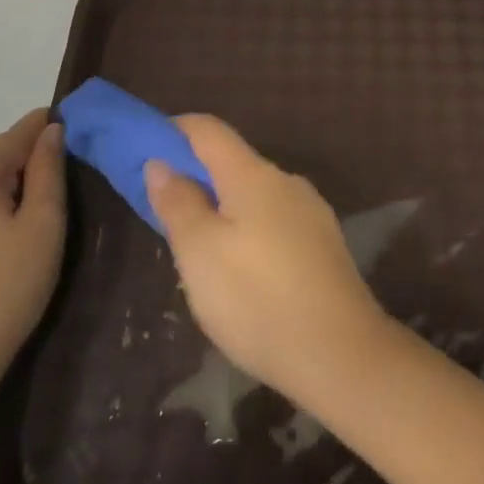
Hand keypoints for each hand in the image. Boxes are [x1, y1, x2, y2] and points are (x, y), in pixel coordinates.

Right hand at [145, 115, 387, 404]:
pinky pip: (274, 220)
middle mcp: (286, 182)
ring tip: (196, 249)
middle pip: (232, 162)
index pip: (208, 129)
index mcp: (254, 175)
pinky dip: (247, 228)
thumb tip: (161, 162)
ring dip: (221, 206)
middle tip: (162, 211)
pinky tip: (240, 269)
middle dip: (195, 176)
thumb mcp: (200, 254)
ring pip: (254, 195)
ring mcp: (311, 211)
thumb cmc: (256, 299)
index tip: (143, 147)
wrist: (340, 353)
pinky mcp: (323, 243)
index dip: (173, 130)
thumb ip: (178, 203)